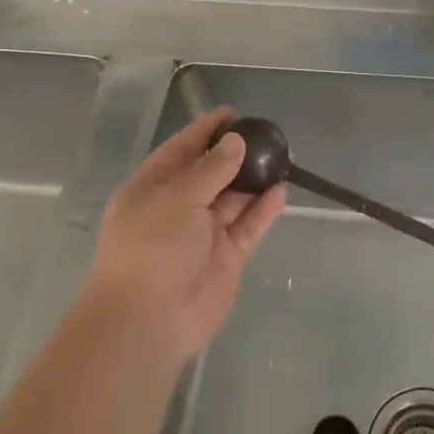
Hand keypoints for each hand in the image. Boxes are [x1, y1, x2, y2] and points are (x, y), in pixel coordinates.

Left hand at [85, 108, 288, 362]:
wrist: (150, 319)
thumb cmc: (152, 248)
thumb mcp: (177, 198)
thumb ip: (211, 168)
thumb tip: (236, 142)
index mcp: (153, 188)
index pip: (181, 150)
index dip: (206, 131)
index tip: (235, 113)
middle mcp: (178, 208)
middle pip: (211, 173)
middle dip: (237, 154)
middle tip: (269, 135)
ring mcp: (204, 234)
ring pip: (233, 199)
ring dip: (254, 180)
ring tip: (283, 157)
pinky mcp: (226, 257)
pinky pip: (248, 226)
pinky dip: (264, 210)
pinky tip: (282, 190)